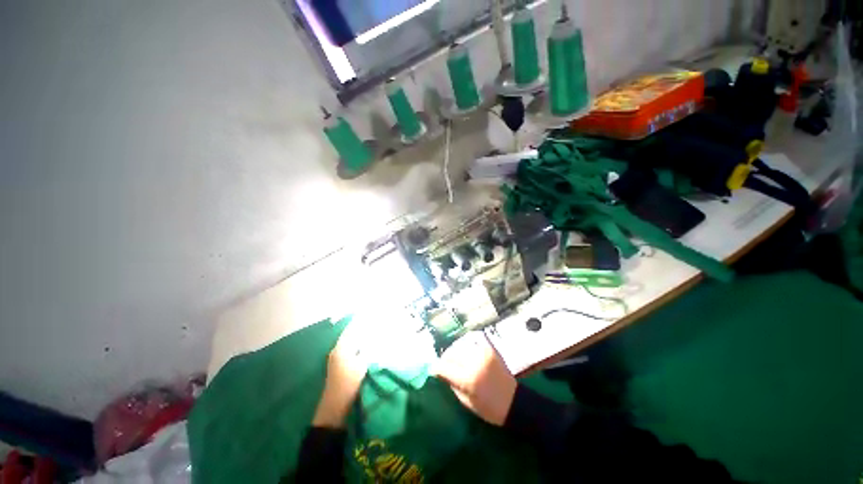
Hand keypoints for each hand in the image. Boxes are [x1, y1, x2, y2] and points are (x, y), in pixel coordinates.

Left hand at [312, 324, 368, 428]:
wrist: (335, 406)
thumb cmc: (348, 384)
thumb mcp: (362, 365)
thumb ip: (367, 349)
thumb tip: (373, 338)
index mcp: (341, 348)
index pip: (351, 329)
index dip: (360, 321)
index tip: (370, 314)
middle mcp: (337, 350)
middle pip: (350, 334)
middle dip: (361, 327)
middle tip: (373, 321)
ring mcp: (336, 358)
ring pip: (349, 342)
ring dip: (359, 336)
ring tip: (371, 330)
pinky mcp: (338, 365)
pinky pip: (349, 349)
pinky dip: (357, 344)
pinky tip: (364, 345)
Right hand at [433, 331, 516, 425]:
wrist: (514, 402)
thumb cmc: (488, 408)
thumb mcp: (466, 402)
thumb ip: (451, 383)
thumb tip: (439, 371)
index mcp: (468, 379)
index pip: (444, 367)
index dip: (436, 368)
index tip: (433, 369)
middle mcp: (474, 362)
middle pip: (451, 353)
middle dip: (445, 358)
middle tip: (443, 364)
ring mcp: (483, 352)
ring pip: (460, 344)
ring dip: (454, 350)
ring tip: (454, 357)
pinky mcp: (490, 348)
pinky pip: (473, 339)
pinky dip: (466, 343)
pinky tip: (464, 349)